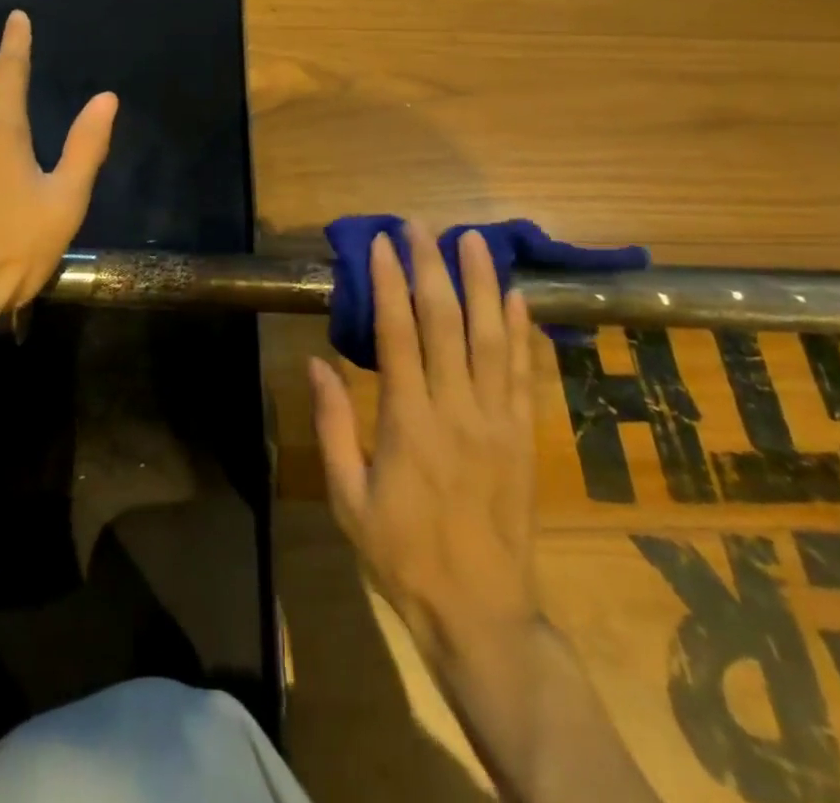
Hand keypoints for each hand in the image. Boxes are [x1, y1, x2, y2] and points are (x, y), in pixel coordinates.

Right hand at [308, 223, 537, 668]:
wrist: (481, 613)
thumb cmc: (402, 554)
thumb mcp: (347, 497)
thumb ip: (332, 425)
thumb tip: (315, 362)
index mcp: (409, 422)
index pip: (398, 334)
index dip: (389, 282)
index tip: (381, 243)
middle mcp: (457, 409)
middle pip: (445, 321)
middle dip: (432, 266)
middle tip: (421, 226)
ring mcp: (498, 420)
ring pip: (491, 336)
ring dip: (481, 283)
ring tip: (473, 239)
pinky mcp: (523, 435)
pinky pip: (523, 371)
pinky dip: (520, 329)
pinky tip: (515, 296)